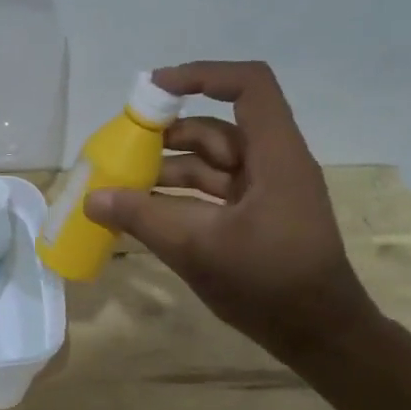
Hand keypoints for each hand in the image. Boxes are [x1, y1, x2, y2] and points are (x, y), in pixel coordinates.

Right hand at [84, 61, 380, 362]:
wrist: (319, 334)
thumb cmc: (268, 282)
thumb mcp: (197, 247)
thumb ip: (142, 217)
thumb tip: (92, 199)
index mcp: (275, 156)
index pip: (248, 87)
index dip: (201, 76)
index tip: (154, 89)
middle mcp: (272, 164)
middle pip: (217, 128)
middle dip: (167, 134)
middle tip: (121, 146)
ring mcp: (264, 193)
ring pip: (210, 164)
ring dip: (167, 169)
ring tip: (122, 184)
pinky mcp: (254, 218)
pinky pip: (210, 193)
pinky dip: (177, 196)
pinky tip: (143, 211)